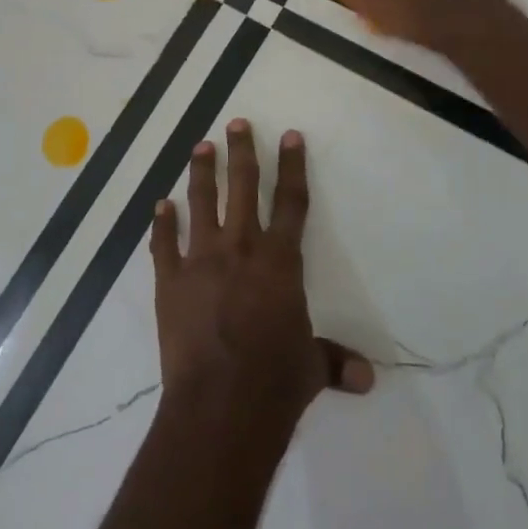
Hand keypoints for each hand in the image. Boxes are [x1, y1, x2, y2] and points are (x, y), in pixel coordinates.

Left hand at [150, 121, 372, 429]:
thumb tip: (367, 378)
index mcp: (279, 261)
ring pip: (201, 203)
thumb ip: (334, 362)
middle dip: (241, 152)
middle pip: (242, 187)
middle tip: (236, 123)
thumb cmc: (274, 382)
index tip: (289, 135)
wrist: (220, 405)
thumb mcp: (310, 368)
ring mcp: (201, 260)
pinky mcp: (170, 280)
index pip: (291, 202)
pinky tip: (161, 205)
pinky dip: (162, 223)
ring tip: (201, 147)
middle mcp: (240, 248)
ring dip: (201, 172)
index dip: (292, 166)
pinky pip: (164, 243)